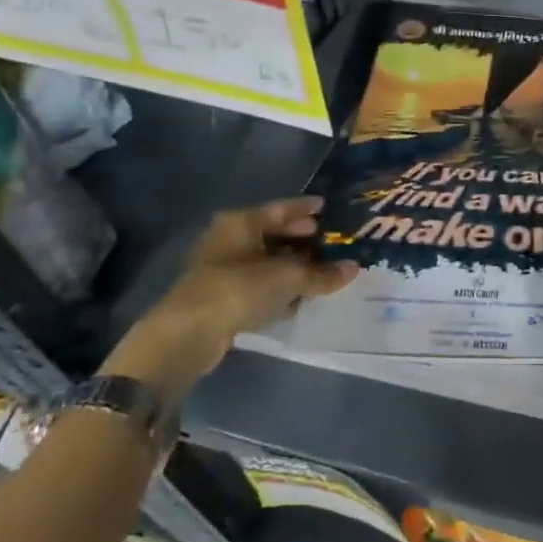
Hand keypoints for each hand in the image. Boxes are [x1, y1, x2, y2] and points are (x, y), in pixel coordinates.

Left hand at [102, 197, 357, 397]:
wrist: (189, 333)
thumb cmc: (240, 289)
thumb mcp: (290, 278)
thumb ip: (323, 273)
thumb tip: (353, 267)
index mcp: (242, 222)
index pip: (281, 208)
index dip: (306, 208)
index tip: (327, 208)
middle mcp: (229, 238)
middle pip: (271, 231)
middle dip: (299, 235)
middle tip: (326, 238)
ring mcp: (221, 266)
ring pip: (264, 257)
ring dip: (289, 262)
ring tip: (318, 267)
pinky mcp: (219, 293)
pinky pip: (257, 280)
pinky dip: (276, 282)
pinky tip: (296, 291)